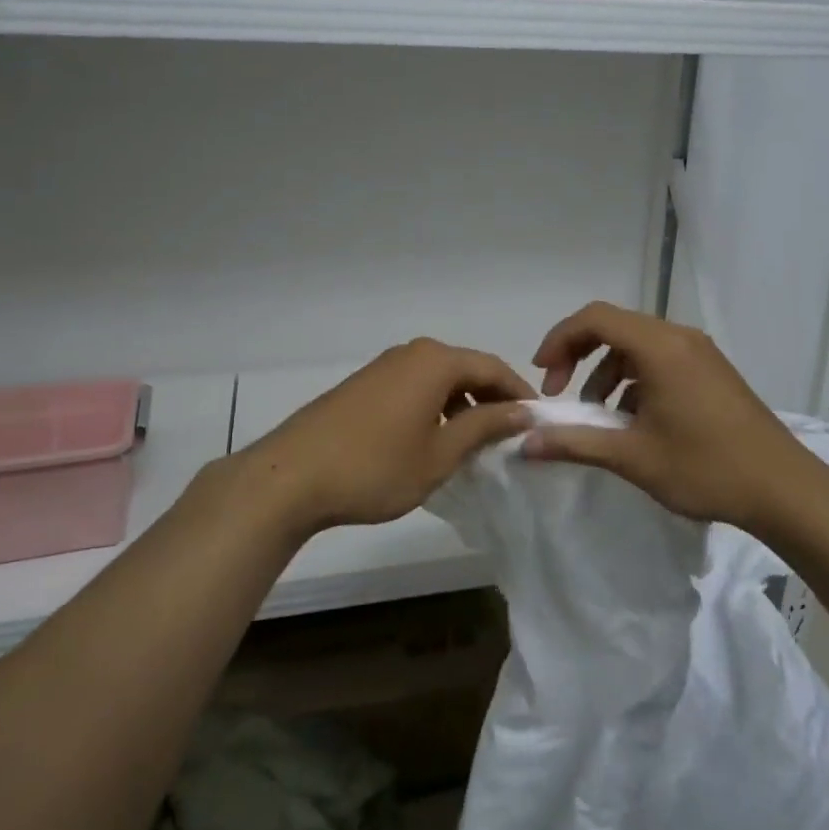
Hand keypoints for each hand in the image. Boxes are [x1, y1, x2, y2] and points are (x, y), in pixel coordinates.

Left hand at [231, 338, 534, 534]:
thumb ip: (485, 427)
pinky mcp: (364, 384)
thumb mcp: (440, 453)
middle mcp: (412, 353)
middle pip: (465, 369)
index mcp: (436, 361)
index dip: (518, 395)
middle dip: (491, 400)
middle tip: (508, 436)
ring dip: (461, 405)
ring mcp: (383, 366)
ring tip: (474, 443)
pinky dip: (434, 407)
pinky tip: (432, 440)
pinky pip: (414, 387)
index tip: (537, 423)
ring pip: (438, 380)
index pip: (493, 368)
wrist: (290, 476)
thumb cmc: (375, 467)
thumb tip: (522, 410)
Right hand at [526, 302, 819, 531]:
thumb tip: (525, 444)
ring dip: (606, 371)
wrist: (785, 489)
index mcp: (660, 347)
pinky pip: (660, 359)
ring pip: (637, 345)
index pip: (595, 318)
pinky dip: (634, 379)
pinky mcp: (711, 371)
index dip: (560, 339)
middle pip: (614, 326)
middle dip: (579, 355)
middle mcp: (679, 337)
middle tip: (561, 393)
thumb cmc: (706, 468)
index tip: (543, 375)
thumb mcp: (633, 457)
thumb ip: (575, 443)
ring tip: (597, 415)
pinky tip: (634, 420)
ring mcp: (700, 352)